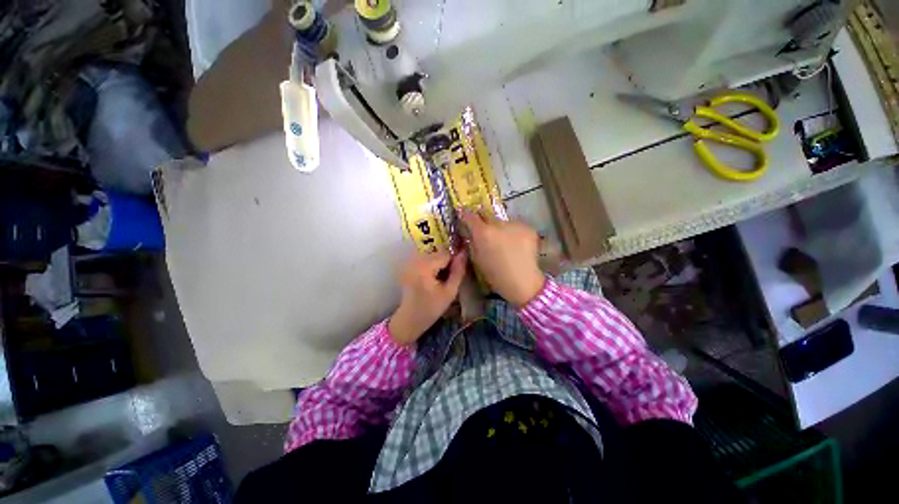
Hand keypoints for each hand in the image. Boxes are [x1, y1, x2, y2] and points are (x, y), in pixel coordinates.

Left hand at [388, 249, 467, 345]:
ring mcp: (410, 262)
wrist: (410, 319)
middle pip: (438, 253)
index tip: (455, 277)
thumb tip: (464, 254)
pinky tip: (431, 279)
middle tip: (446, 281)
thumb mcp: (450, 292)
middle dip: (446, 264)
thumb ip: (458, 272)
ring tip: (439, 280)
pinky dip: (431, 266)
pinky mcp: (408, 265)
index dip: (454, 263)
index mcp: (424, 267)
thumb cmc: (431, 308)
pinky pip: (425, 259)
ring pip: (432, 255)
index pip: (446, 255)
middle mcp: (415, 260)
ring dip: (439, 264)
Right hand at [461, 210, 544, 306]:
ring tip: (505, 242)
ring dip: (501, 229)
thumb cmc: (495, 274)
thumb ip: (473, 241)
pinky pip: (516, 227)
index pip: (470, 215)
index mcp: (483, 232)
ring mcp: (515, 224)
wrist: (522, 282)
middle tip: (486, 232)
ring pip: (503, 222)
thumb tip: (470, 230)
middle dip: (484, 222)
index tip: (464, 216)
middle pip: (487, 216)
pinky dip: (514, 233)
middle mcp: (498, 223)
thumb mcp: (477, 258)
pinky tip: (517, 245)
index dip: (465, 215)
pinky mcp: (528, 228)